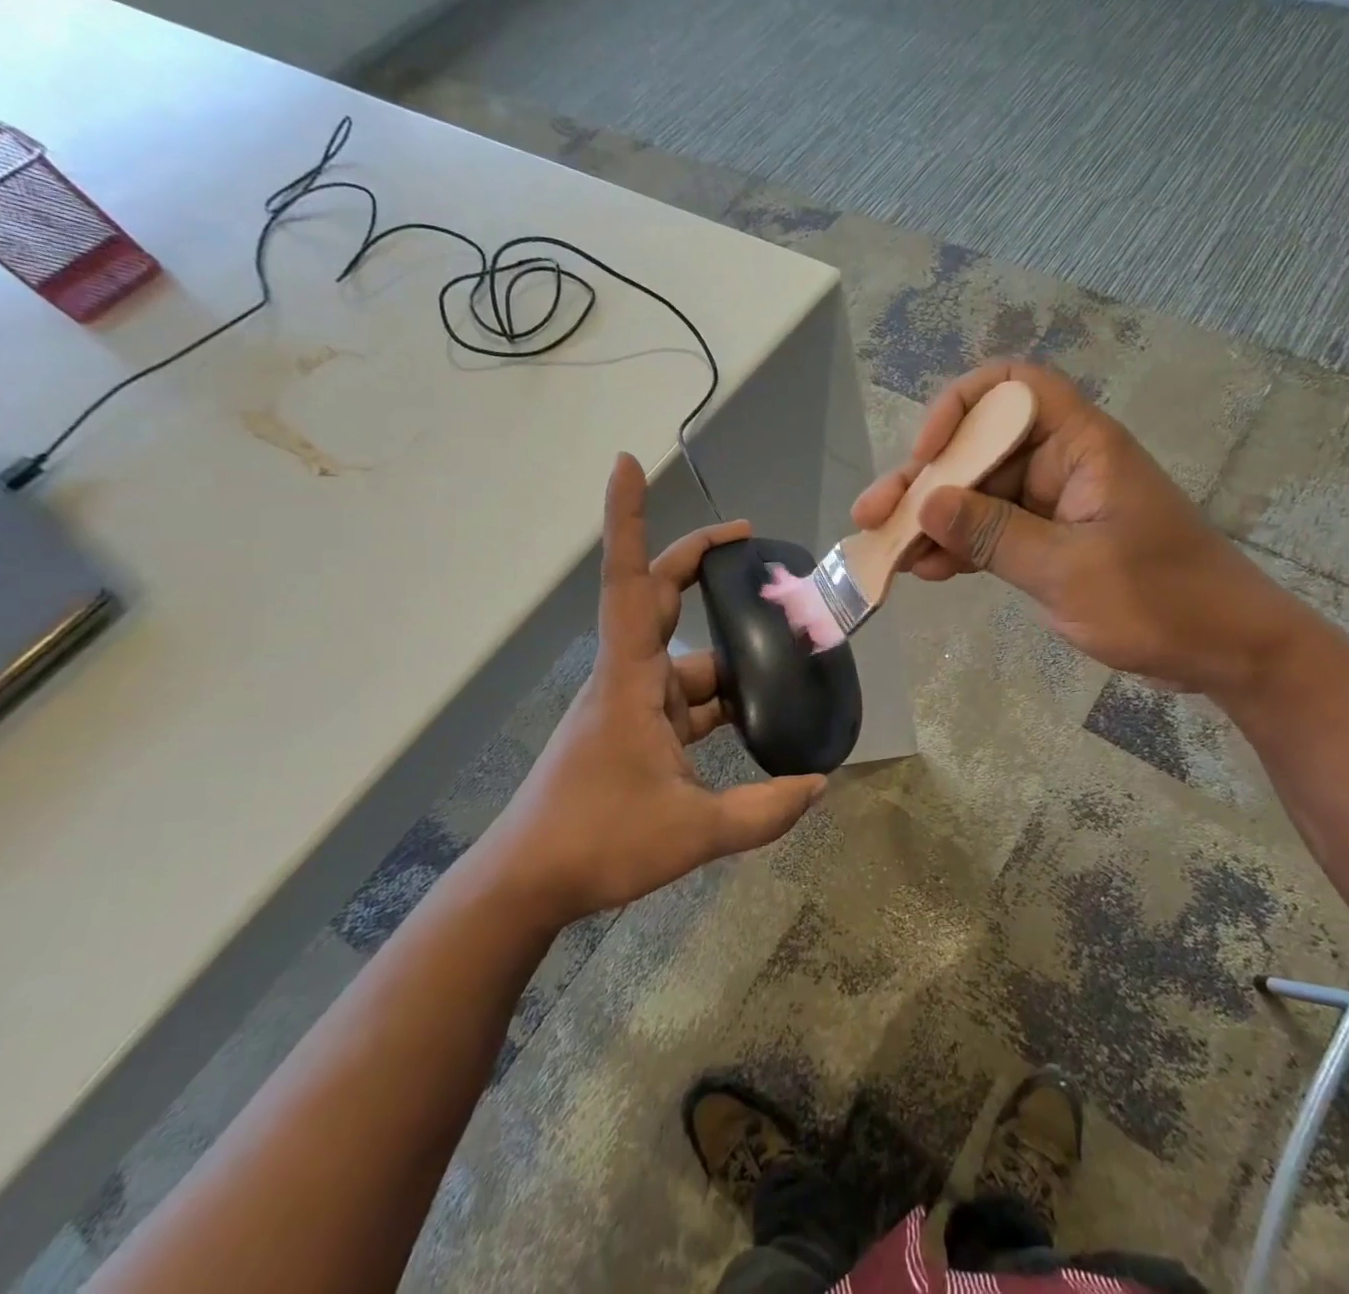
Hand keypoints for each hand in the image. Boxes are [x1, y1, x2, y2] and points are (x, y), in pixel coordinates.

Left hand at [492, 454, 826, 920]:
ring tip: (789, 655)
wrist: (528, 884)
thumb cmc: (597, 842)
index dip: (627, 518)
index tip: (628, 462)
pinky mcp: (632, 733)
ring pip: (686, 662)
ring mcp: (630, 706)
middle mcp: (628, 679)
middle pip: (659, 599)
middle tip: (752, 547)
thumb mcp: (693, 832)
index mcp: (631, 680)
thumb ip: (764, 811)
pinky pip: (685, 701)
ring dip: (731, 658)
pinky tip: (759, 717)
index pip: (629, 580)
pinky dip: (720, 701)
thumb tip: (820, 785)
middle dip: (700, 564)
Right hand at [852, 361, 1301, 693]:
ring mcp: (1054, 506)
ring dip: (932, 521)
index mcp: (1080, 445)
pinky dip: (959, 549)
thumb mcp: (1068, 570)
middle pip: (980, 449)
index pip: (1012, 387)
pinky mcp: (1050, 543)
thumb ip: (994, 534)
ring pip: (978, 496)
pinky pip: (992, 533)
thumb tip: (925, 502)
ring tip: (885, 551)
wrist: (1223, 650)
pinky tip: (923, 571)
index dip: (961, 407)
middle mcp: (1062, 464)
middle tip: (873, 516)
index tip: (928, 453)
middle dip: (925, 480)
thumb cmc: (1160, 600)